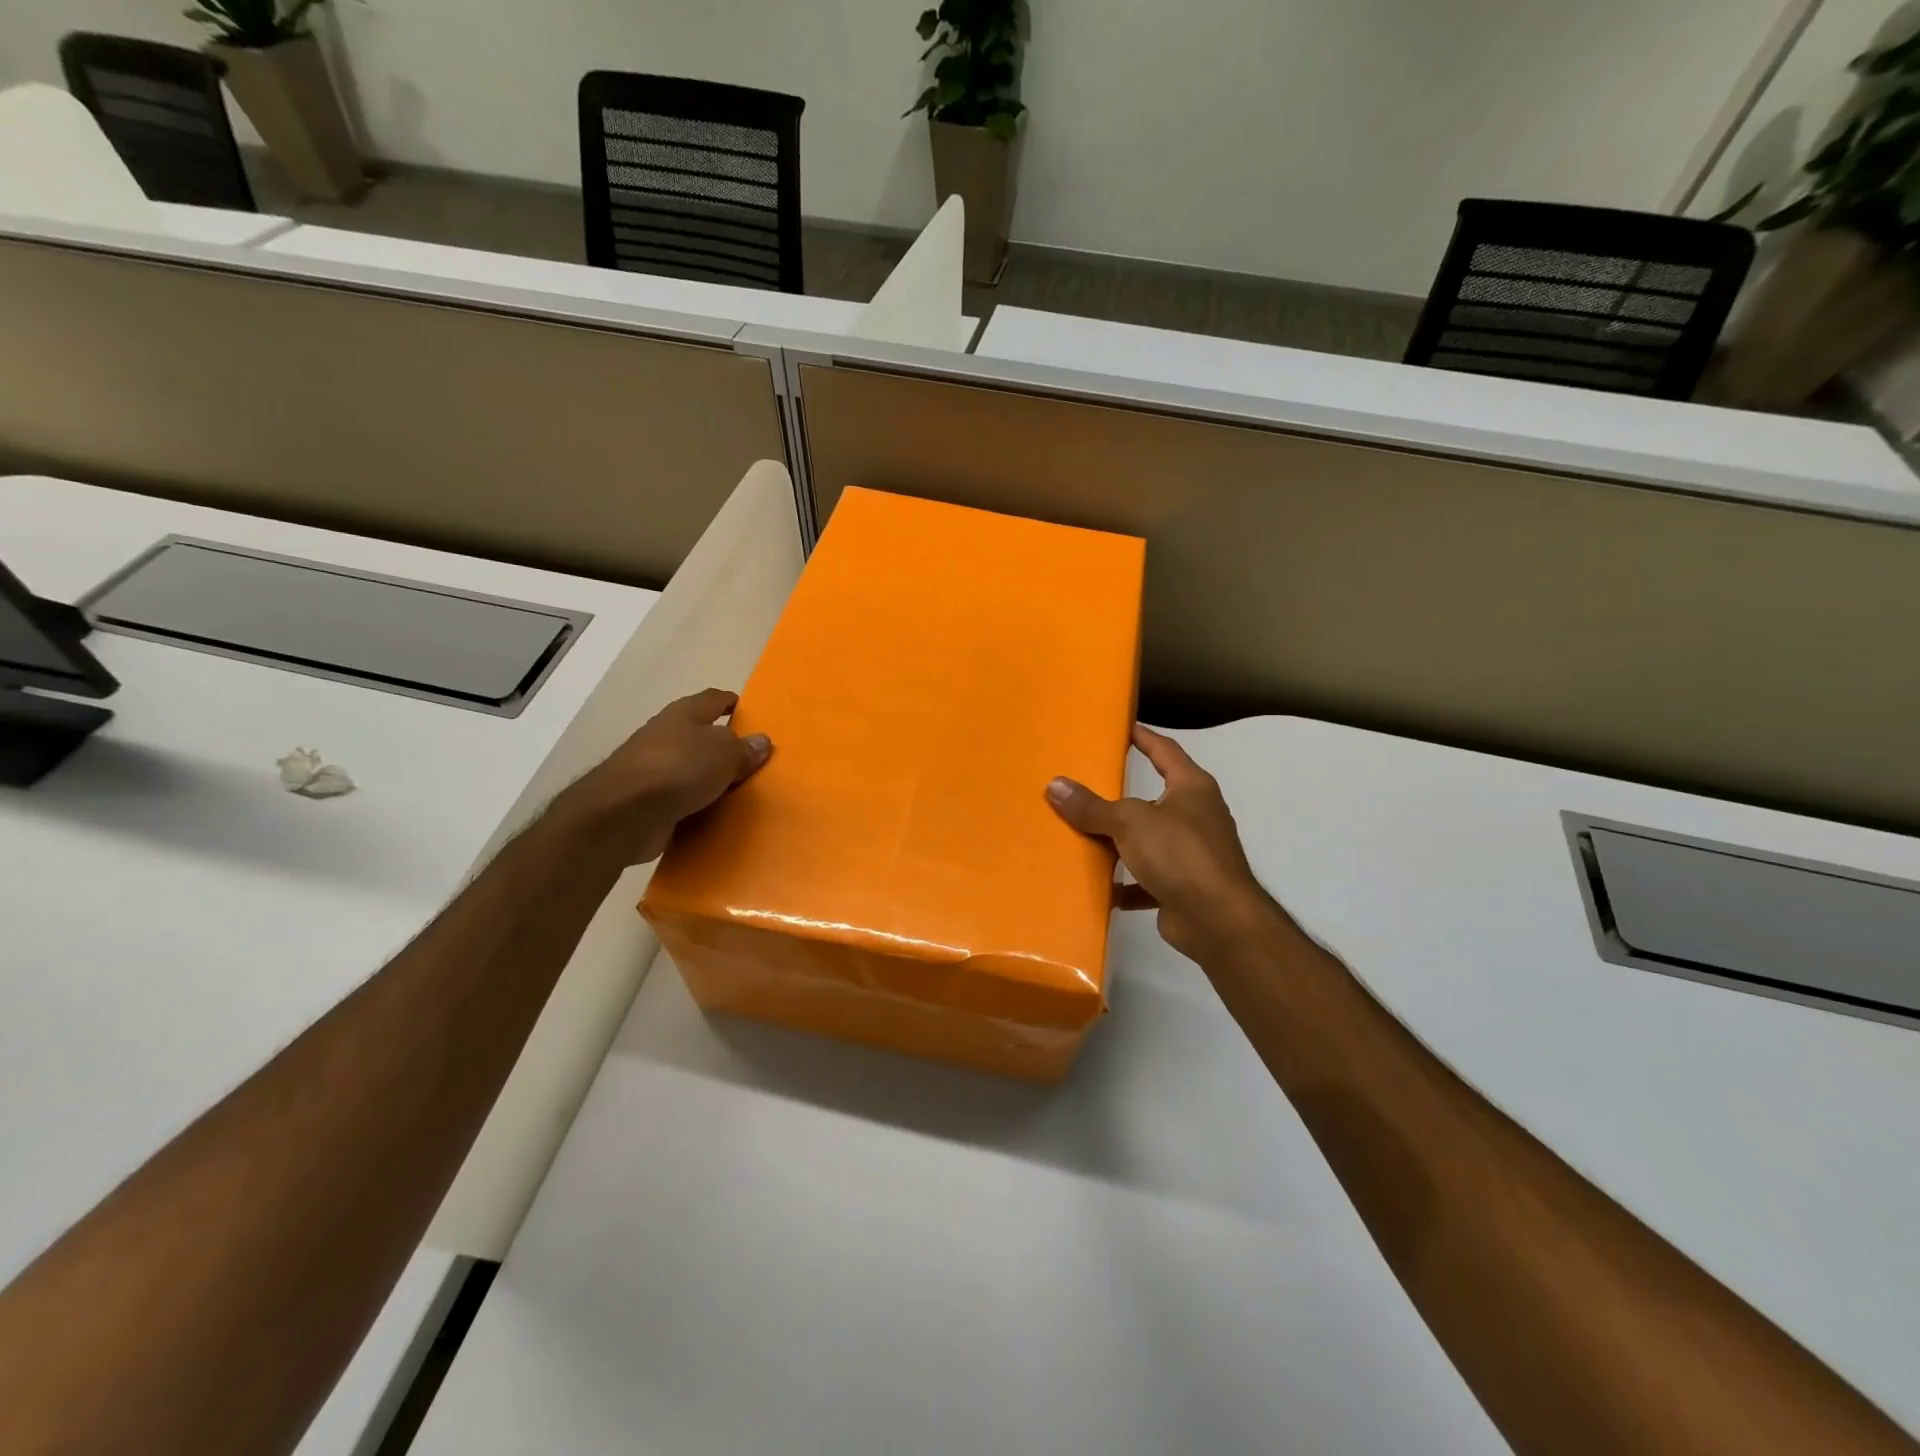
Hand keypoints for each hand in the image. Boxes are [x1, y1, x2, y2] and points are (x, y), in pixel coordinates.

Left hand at [563, 688, 771, 865]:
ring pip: (691, 770)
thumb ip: (744, 748)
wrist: (625, 814)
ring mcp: (653, 770)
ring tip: (739, 791)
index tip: (749, 711)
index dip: (731, 702)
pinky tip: (717, 815)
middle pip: (701, 736)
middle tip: (752, 759)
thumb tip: (761, 741)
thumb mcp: (725, 752)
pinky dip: (698, 805)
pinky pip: (682, 800)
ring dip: (710, 779)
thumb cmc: (679, 768)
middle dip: (723, 745)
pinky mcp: (648, 802)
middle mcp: (666, 736)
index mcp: (684, 714)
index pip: (713, 699)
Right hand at [1047, 724, 1276, 964]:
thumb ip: (1092, 807)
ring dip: (1121, 842)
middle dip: (1122, 797)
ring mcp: (1193, 853)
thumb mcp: (1130, 822)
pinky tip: (1100, 886)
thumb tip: (1055, 785)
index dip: (1143, 737)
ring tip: (1084, 836)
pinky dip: (1126, 883)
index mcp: (1192, 788)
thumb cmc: (1180, 854)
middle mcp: (1196, 816)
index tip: (1122, 727)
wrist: (1218, 920)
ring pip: (1149, 841)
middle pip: (1154, 798)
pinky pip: (1148, 879)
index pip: (1165, 751)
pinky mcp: (1184, 887)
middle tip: (1088, 784)